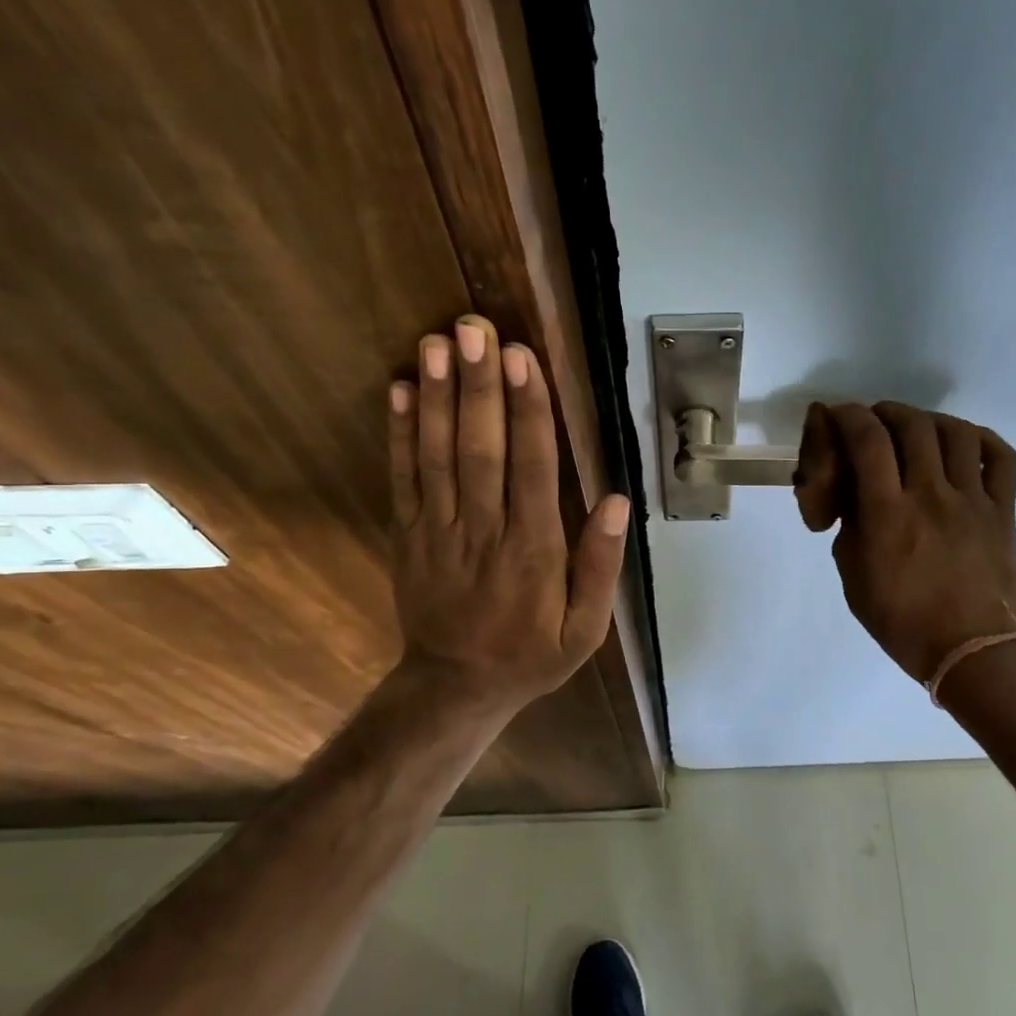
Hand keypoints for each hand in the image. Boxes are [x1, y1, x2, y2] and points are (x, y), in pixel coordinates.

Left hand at [386, 316, 630, 718]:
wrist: (455, 686)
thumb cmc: (530, 654)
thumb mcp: (585, 630)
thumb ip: (600, 567)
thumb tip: (618, 503)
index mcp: (533, 551)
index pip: (532, 468)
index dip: (529, 411)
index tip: (523, 359)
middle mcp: (484, 531)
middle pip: (481, 449)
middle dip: (479, 386)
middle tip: (475, 328)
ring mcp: (438, 530)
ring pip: (437, 455)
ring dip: (435, 396)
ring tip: (435, 342)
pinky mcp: (408, 534)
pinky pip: (402, 478)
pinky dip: (398, 433)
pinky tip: (397, 389)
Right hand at [795, 402, 1015, 683]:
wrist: (972, 652)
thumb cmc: (903, 622)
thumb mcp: (854, 576)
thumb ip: (851, 528)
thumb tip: (859, 500)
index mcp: (888, 514)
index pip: (867, 440)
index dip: (848, 416)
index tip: (837, 416)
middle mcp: (931, 495)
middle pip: (911, 424)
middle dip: (885, 412)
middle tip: (874, 422)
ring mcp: (973, 500)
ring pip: (956, 431)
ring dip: (929, 419)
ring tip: (916, 429)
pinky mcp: (1003, 510)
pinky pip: (1002, 457)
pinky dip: (981, 439)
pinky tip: (964, 444)